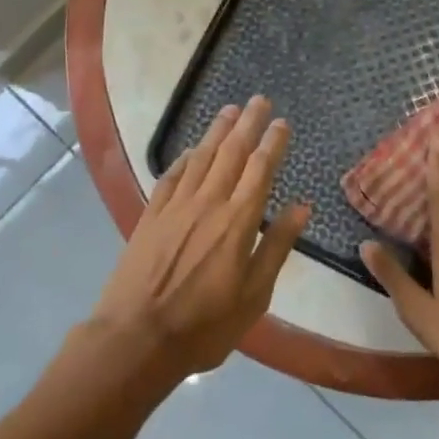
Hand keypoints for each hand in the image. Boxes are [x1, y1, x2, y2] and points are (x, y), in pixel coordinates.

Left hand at [88, 96, 310, 379]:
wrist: (136, 338)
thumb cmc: (205, 325)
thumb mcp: (255, 295)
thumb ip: (278, 246)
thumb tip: (302, 206)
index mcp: (238, 220)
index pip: (260, 169)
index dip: (273, 143)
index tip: (282, 122)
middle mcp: (208, 203)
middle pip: (232, 152)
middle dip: (248, 123)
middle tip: (259, 100)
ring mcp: (176, 206)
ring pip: (201, 158)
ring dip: (217, 132)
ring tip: (229, 110)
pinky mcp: (151, 216)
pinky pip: (171, 176)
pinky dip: (184, 159)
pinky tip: (191, 151)